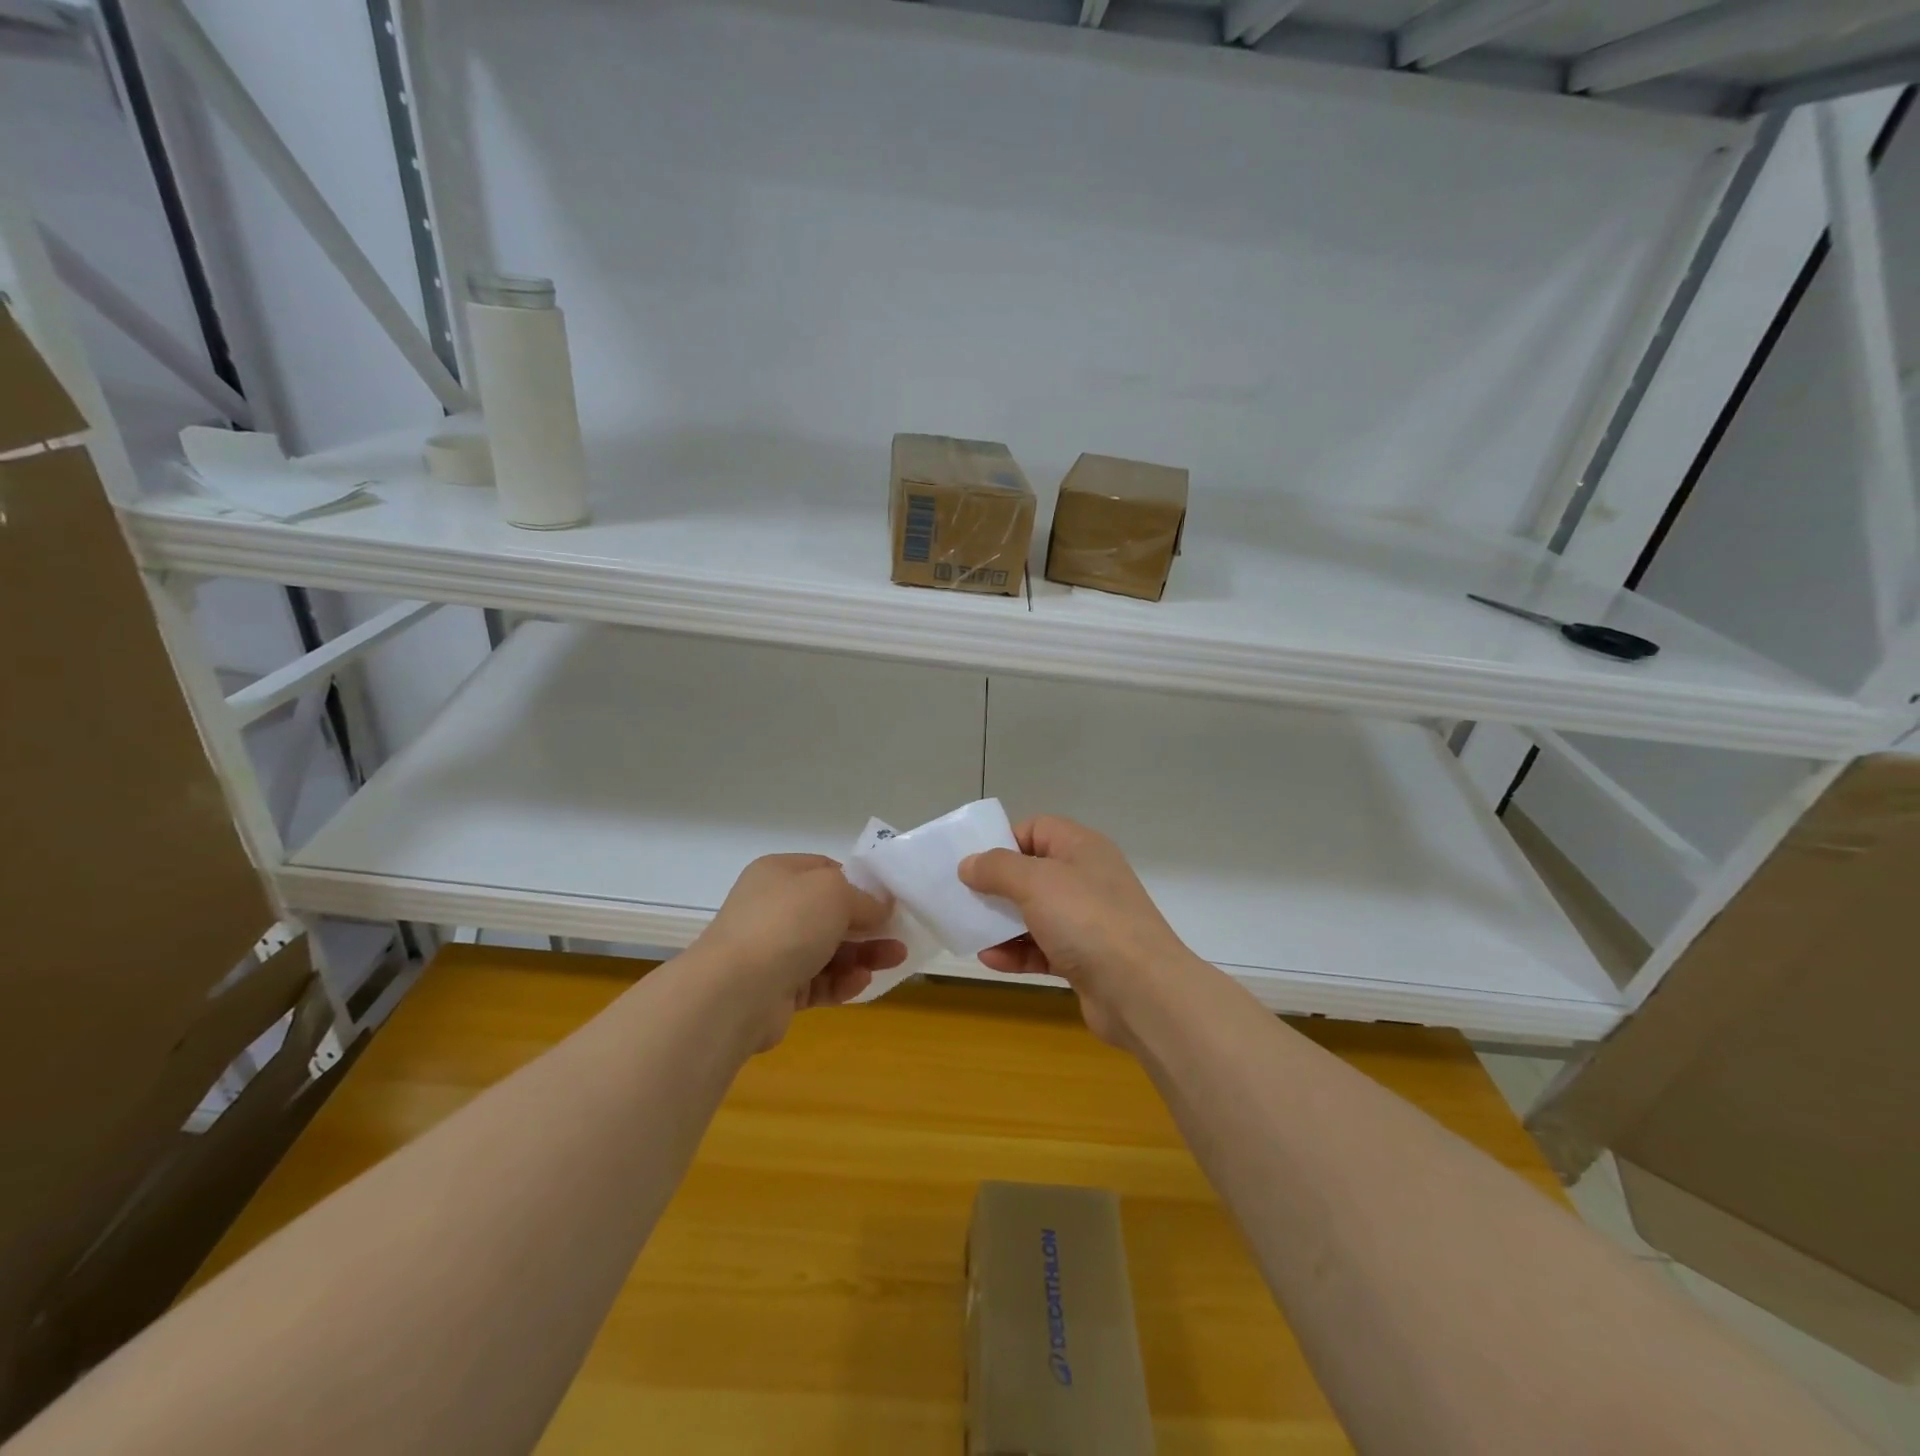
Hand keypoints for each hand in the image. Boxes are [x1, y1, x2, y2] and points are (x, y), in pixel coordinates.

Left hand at [690, 854, 906, 1049]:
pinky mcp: (777, 991)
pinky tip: (861, 982)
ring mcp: (772, 951)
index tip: (887, 899)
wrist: (736, 992)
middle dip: (867, 924)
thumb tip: (881, 906)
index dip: (858, 883)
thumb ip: (864, 898)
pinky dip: (841, 981)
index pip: (825, 870)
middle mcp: (772, 909)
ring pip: (828, 950)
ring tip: (895, 959)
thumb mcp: (835, 893)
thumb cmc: (787, 924)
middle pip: (830, 914)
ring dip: (863, 954)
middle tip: (900, 934)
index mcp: (779, 874)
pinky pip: (818, 982)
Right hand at [960, 817, 1200, 1046]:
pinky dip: (1017, 952)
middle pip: (1033, 873)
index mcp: (1082, 848)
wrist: (1141, 991)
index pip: (1037, 829)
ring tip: (970, 931)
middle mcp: (1086, 879)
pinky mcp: (1084, 959)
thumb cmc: (1087, 920)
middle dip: (997, 886)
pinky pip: (1042, 948)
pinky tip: (990, 960)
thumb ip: (997, 868)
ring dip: (1002, 923)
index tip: (975, 863)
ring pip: (1035, 914)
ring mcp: (1087, 921)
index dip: (1005, 841)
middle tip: (963, 898)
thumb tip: (969, 864)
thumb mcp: (1036, 882)